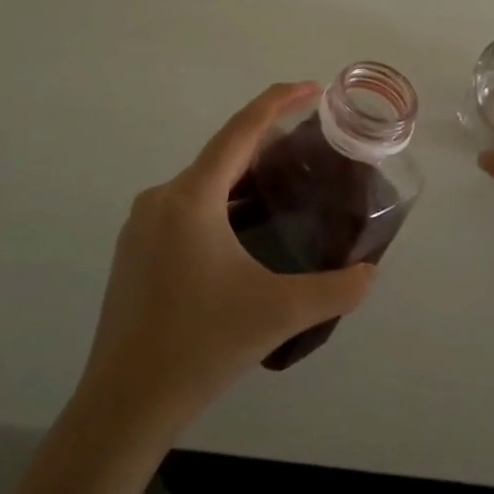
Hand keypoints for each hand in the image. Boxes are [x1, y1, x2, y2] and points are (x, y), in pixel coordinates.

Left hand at [79, 82, 378, 436]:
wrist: (123, 405)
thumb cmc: (200, 346)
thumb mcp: (279, 314)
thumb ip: (336, 289)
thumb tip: (370, 272)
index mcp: (191, 198)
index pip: (240, 130)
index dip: (278, 102)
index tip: (312, 88)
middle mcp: (161, 200)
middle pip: (221, 155)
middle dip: (266, 145)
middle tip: (311, 150)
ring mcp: (141, 227)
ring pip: (202, 186)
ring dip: (243, 180)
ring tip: (285, 190)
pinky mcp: (134, 253)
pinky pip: (185, 210)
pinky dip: (220, 206)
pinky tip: (244, 235)